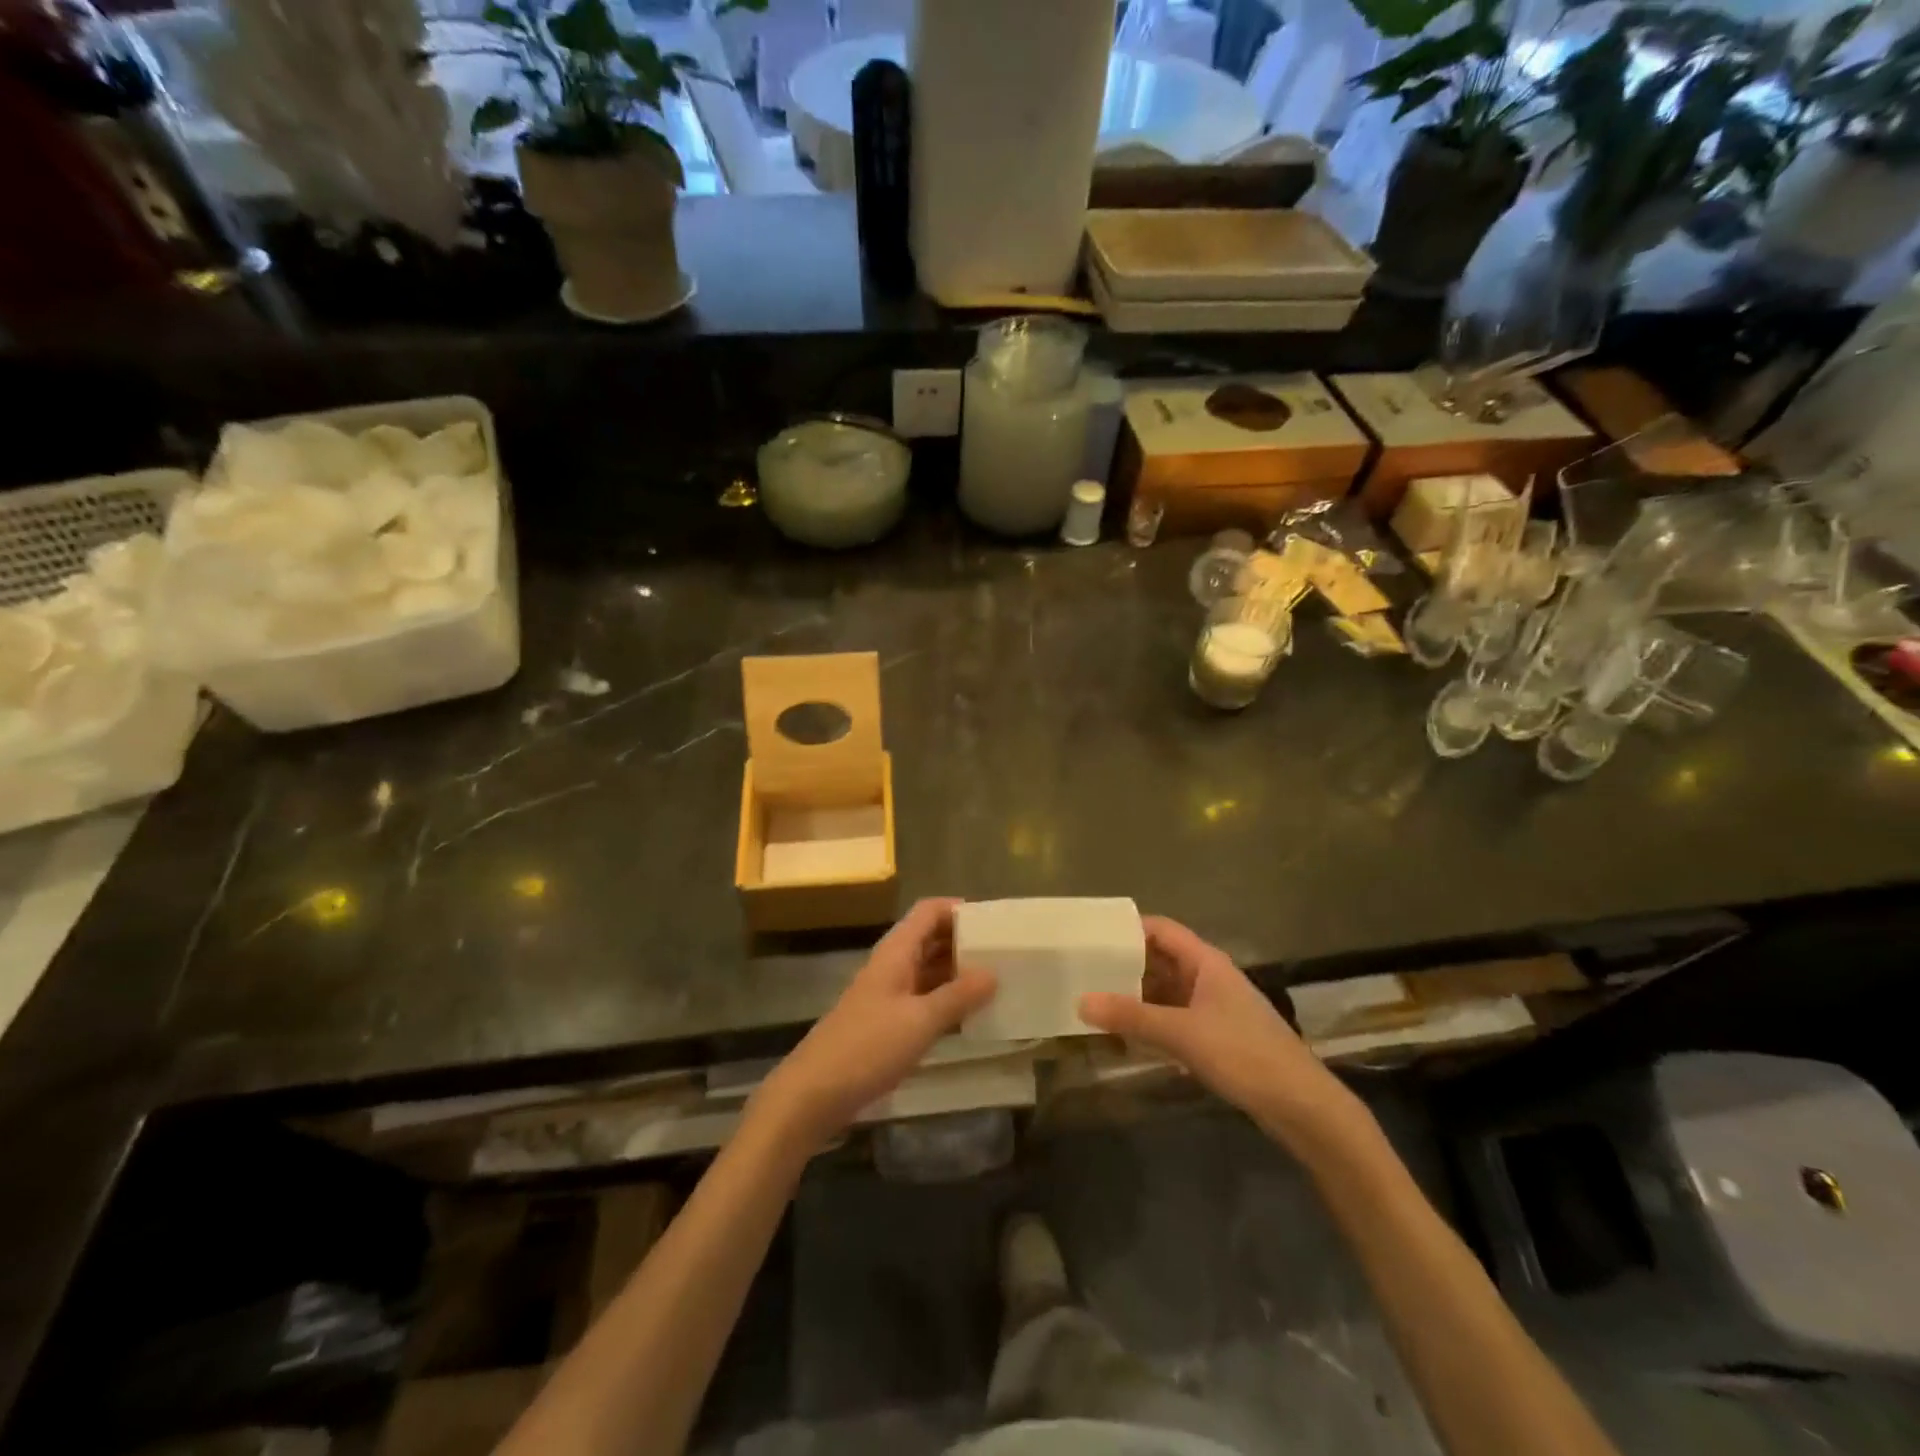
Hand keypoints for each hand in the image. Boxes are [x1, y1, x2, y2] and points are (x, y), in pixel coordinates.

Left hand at [754, 899, 996, 1149]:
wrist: (813, 1093)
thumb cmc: (867, 1048)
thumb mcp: (920, 1022)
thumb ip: (958, 996)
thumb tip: (993, 972)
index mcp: (896, 952)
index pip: (929, 912)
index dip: (959, 909)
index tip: (993, 922)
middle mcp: (892, 965)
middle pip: (930, 938)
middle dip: (964, 941)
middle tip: (1004, 952)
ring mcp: (888, 994)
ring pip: (928, 969)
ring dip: (957, 972)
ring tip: (997, 981)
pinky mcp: (886, 1022)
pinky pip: (923, 998)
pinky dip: (946, 999)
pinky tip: (971, 1015)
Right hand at [1079, 916, 1365, 1150]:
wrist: (1302, 1106)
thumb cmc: (1244, 1055)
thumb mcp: (1182, 1034)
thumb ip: (1131, 1017)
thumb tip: (1081, 1001)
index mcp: (1206, 962)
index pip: (1160, 929)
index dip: (1127, 928)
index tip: (1091, 936)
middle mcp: (1209, 977)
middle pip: (1160, 959)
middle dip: (1125, 964)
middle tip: (1083, 970)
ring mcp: (1213, 1007)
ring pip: (1165, 991)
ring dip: (1135, 996)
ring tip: (1094, 1001)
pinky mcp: (1216, 1036)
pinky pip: (1174, 1018)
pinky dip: (1150, 1022)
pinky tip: (1125, 1035)